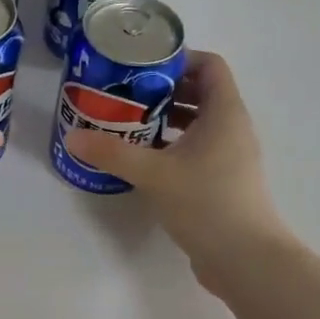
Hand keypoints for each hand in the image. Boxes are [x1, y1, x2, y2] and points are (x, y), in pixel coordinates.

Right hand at [63, 50, 290, 290]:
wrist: (245, 259)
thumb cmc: (205, 203)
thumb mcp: (153, 174)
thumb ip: (112, 152)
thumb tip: (73, 137)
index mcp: (225, 113)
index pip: (209, 65)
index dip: (178, 59)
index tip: (141, 67)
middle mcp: (232, 128)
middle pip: (200, 92)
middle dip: (162, 89)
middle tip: (125, 94)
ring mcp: (230, 155)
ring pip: (197, 123)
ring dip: (165, 118)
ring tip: (128, 123)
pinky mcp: (223, 180)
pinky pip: (197, 148)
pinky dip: (172, 145)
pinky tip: (143, 158)